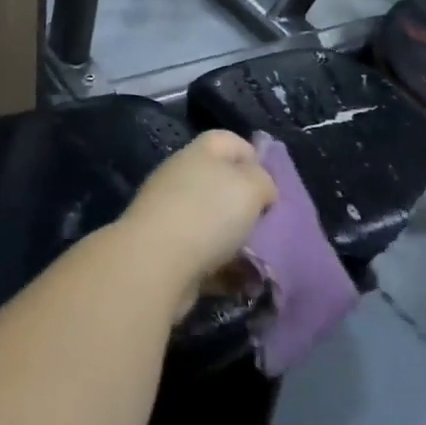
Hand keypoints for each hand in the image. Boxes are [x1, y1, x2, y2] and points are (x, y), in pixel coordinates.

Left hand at [120, 132, 275, 317]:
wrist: (154, 265)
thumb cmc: (207, 215)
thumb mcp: (251, 187)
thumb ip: (263, 181)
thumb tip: (261, 189)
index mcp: (199, 154)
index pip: (229, 140)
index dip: (254, 157)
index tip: (271, 186)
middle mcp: (182, 179)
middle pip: (221, 184)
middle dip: (247, 205)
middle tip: (269, 224)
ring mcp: (171, 216)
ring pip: (214, 223)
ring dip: (238, 241)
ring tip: (261, 259)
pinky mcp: (167, 253)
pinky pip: (204, 258)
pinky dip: (224, 271)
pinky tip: (244, 283)